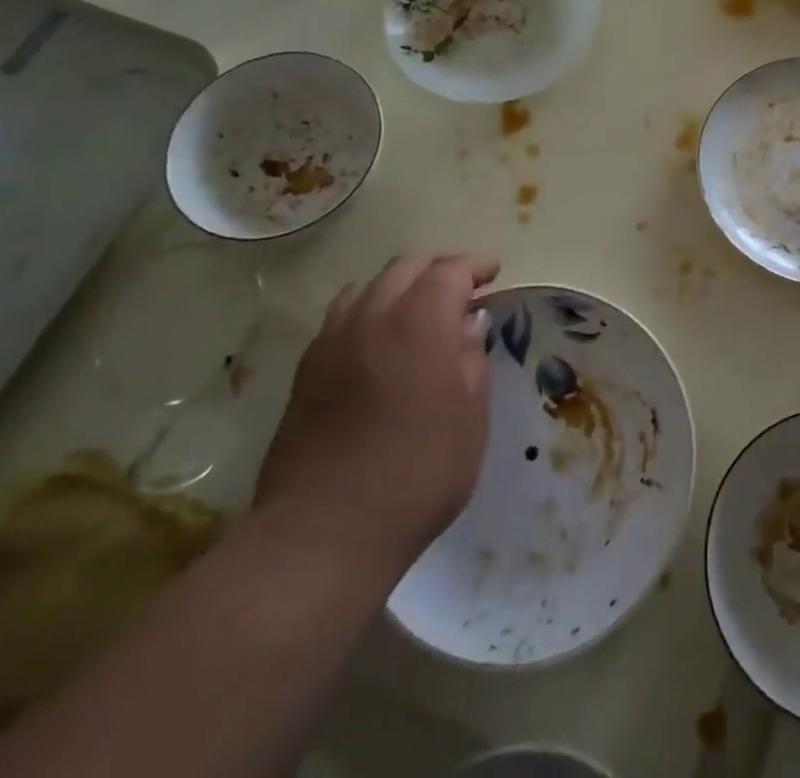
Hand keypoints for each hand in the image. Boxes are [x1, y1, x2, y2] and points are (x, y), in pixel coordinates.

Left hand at [255, 253, 498, 576]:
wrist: (325, 532)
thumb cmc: (418, 473)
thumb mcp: (470, 416)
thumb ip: (472, 358)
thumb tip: (469, 323)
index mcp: (420, 320)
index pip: (450, 270)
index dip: (474, 267)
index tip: (492, 275)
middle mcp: (372, 316)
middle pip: (405, 267)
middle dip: (438, 269)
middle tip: (462, 291)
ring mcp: (332, 341)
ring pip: (367, 286)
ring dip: (398, 287)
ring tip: (418, 313)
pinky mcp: (306, 370)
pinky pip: (341, 318)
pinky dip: (368, 312)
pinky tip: (379, 344)